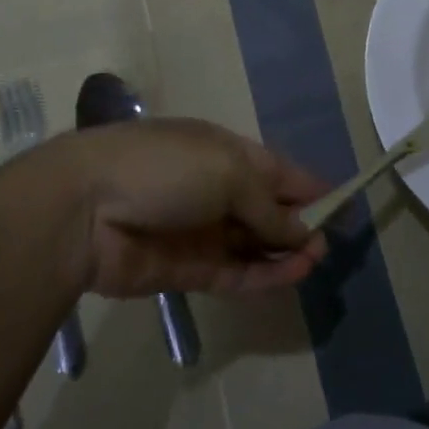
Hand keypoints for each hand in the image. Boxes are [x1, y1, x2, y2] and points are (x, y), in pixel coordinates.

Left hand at [53, 118, 328, 296]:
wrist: (85, 208)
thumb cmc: (165, 168)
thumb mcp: (228, 171)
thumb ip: (268, 206)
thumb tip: (301, 232)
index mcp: (225, 152)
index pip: (277, 170)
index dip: (310, 186)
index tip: (343, 204)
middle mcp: (216, 190)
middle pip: (268, 209)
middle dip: (299, 223)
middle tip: (327, 242)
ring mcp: (202, 232)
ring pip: (254, 245)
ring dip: (286, 252)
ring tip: (315, 260)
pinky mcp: (188, 271)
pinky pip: (236, 273)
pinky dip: (265, 275)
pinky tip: (293, 275)